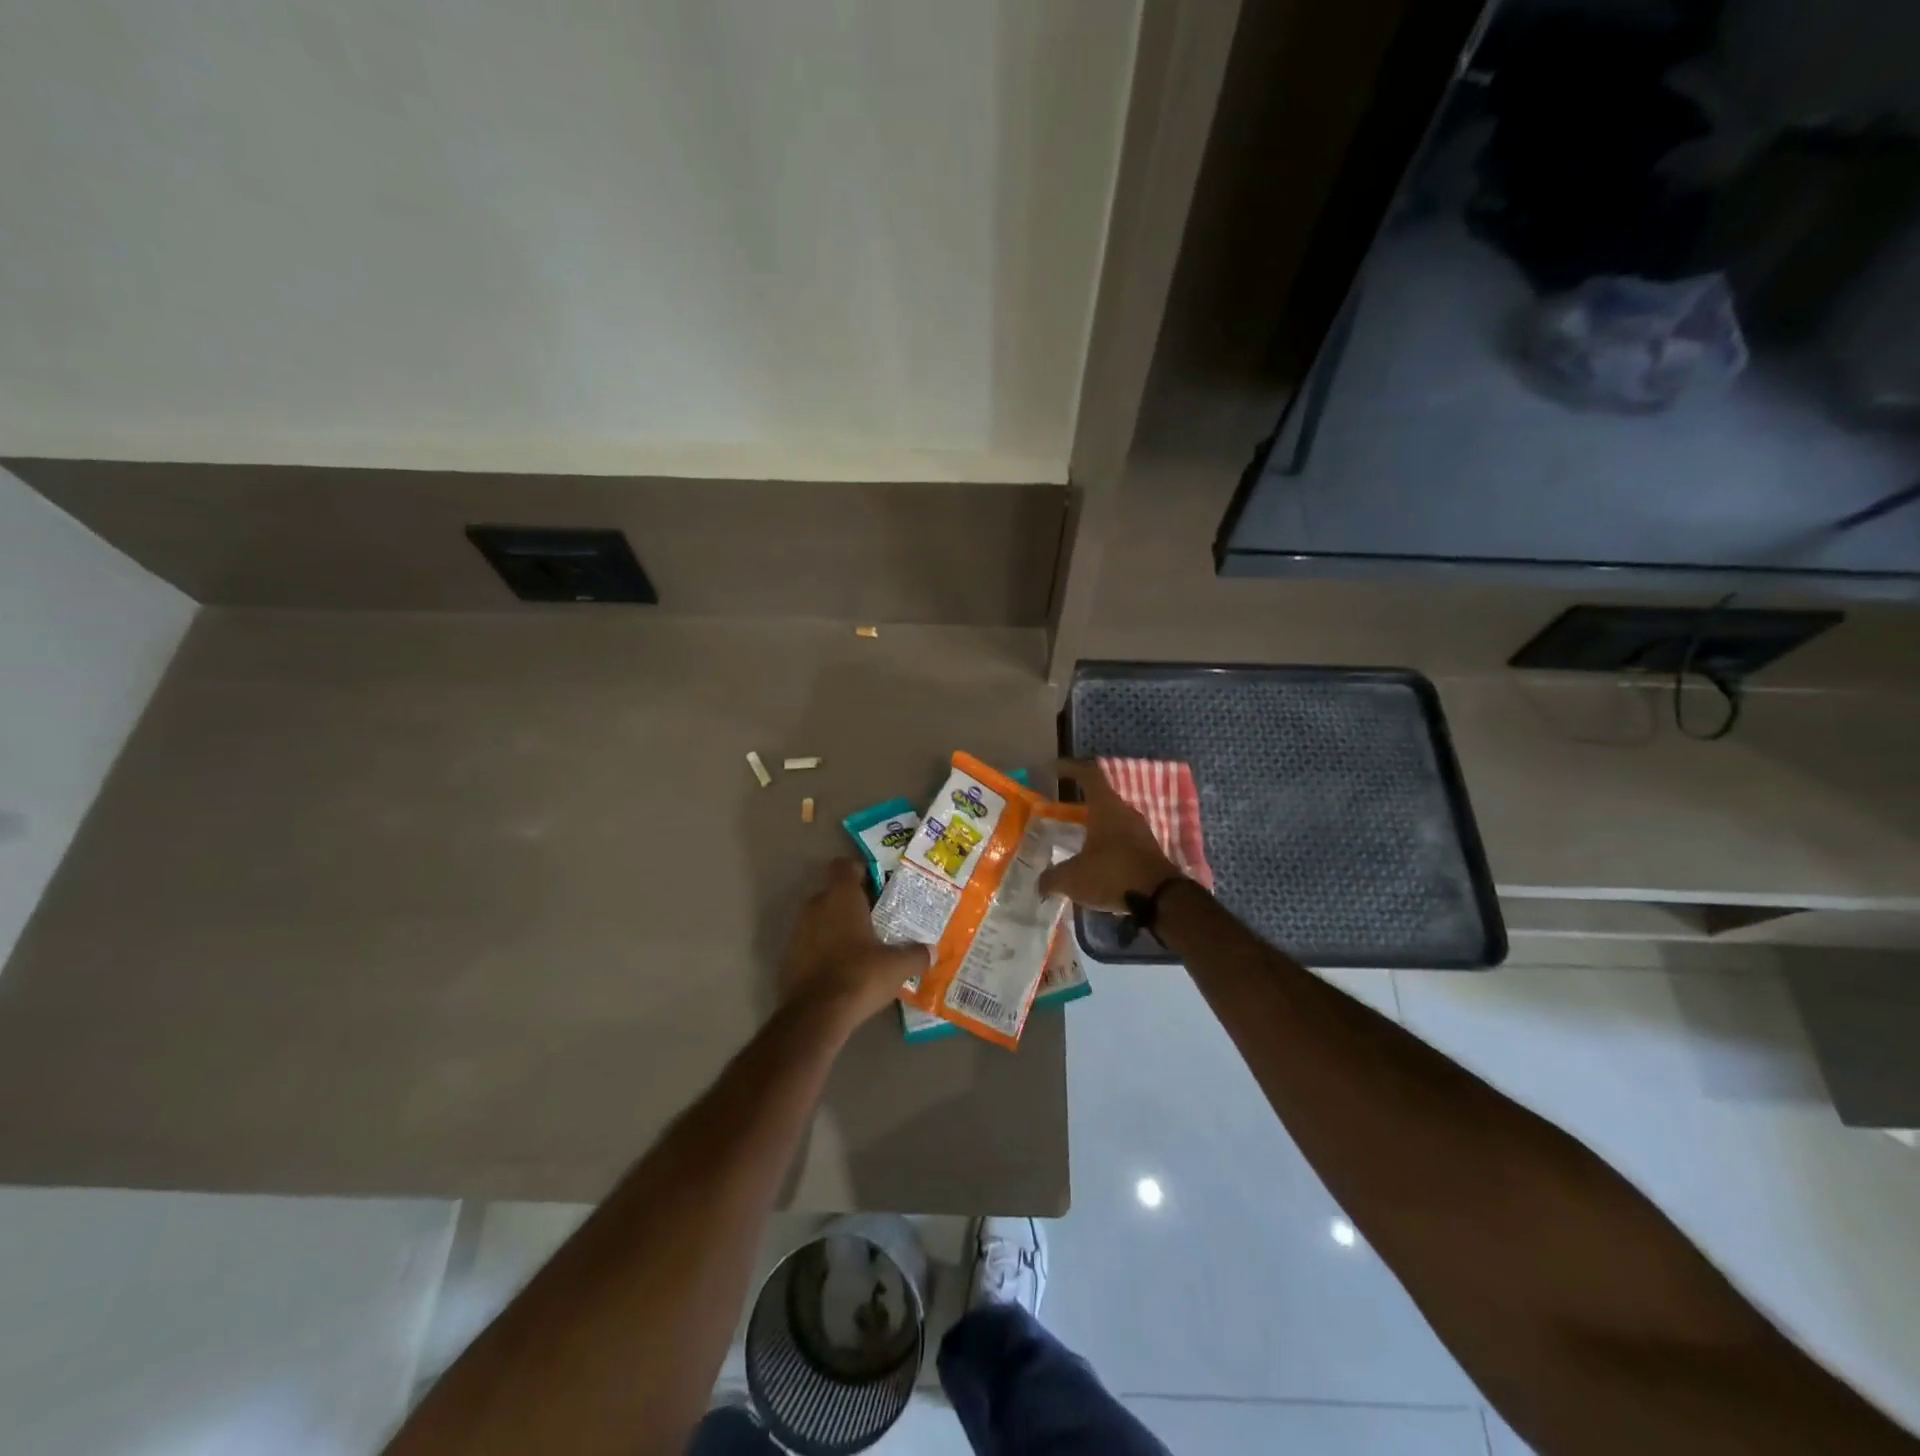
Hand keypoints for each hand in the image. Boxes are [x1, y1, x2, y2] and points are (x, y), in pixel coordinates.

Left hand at [781, 859, 931, 1022]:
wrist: (816, 1015)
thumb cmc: (859, 975)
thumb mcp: (897, 966)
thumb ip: (916, 954)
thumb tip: (932, 951)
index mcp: (841, 897)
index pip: (844, 865)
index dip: (860, 871)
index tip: (877, 886)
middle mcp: (815, 906)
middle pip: (833, 893)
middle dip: (852, 904)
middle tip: (876, 920)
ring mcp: (797, 932)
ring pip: (820, 919)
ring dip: (836, 927)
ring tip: (860, 948)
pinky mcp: (788, 958)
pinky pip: (810, 944)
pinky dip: (823, 950)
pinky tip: (841, 970)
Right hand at [1036, 759, 1182, 912]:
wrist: (1161, 899)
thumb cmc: (1113, 875)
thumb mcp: (1073, 878)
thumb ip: (1052, 878)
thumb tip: (1041, 884)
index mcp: (1106, 807)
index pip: (1088, 774)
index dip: (1070, 768)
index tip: (1054, 769)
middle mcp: (1125, 813)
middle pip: (1100, 798)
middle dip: (1079, 804)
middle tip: (1059, 813)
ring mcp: (1140, 831)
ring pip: (1112, 820)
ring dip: (1094, 826)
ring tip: (1074, 840)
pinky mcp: (1148, 850)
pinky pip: (1122, 839)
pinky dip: (1105, 845)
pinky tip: (1093, 862)